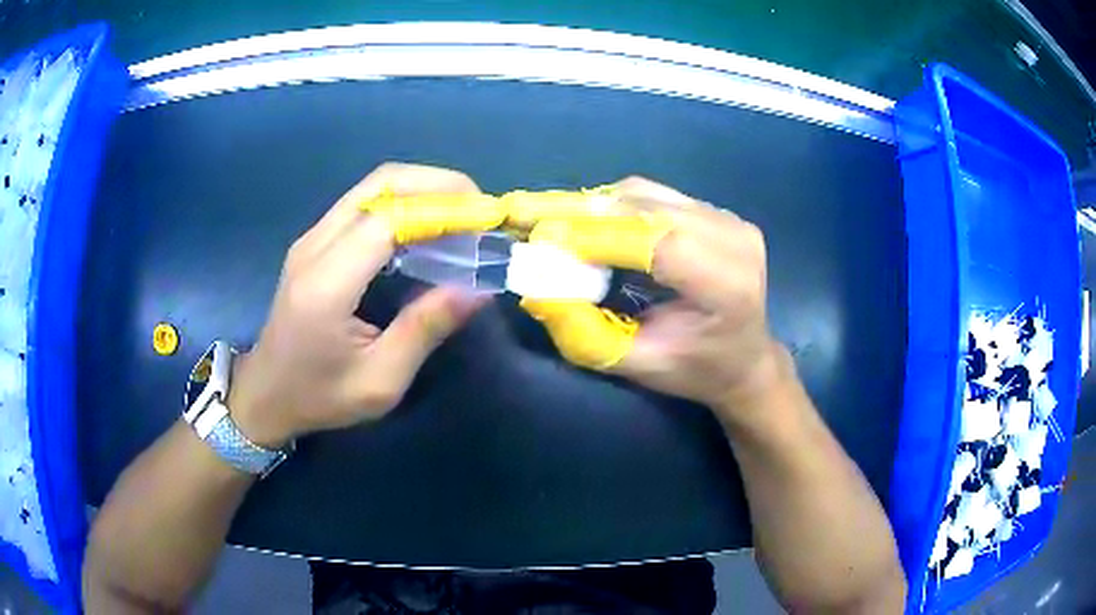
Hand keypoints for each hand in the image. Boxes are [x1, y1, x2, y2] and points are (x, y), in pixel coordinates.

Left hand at [228, 163, 500, 447]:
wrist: (265, 394)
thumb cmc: (319, 396)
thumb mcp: (380, 381)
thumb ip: (424, 330)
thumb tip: (478, 290)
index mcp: (327, 284)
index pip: (388, 218)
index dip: (441, 208)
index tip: (486, 218)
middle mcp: (315, 246)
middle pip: (380, 184)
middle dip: (437, 184)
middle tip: (478, 208)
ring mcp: (311, 238)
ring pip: (372, 187)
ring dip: (421, 189)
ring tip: (460, 214)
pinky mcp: (314, 241)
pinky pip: (363, 204)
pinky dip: (402, 203)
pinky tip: (424, 227)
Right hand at [520, 177, 787, 427]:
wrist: (747, 358)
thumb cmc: (698, 371)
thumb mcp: (640, 366)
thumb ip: (588, 335)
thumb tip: (536, 291)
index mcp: (728, 285)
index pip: (658, 244)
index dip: (597, 236)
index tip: (540, 237)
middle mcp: (734, 239)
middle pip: (648, 210)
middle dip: (582, 213)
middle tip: (526, 215)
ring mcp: (729, 219)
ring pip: (647, 195)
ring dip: (594, 206)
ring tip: (551, 220)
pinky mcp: (718, 211)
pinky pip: (655, 196)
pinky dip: (615, 206)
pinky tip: (590, 222)